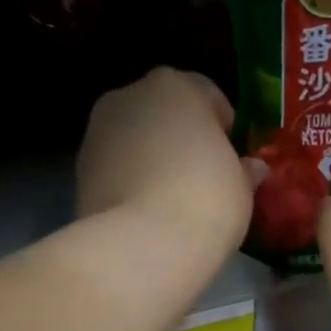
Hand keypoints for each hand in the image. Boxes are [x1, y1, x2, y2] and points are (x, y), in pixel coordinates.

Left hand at [76, 68, 256, 267]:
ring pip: (134, 141)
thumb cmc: (206, 202)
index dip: (224, 129)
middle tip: (201, 180)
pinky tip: (146, 215)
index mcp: (174, 85)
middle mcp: (128, 96)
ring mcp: (97, 133)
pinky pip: (116, 171)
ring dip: (150, 161)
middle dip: (180, 140)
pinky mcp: (79, 172)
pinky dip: (129, 185)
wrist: (143, 246)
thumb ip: (244, 171)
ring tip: (171, 202)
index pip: (206, 95)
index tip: (233, 160)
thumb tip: (250, 168)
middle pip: (163, 114)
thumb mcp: (241, 187)